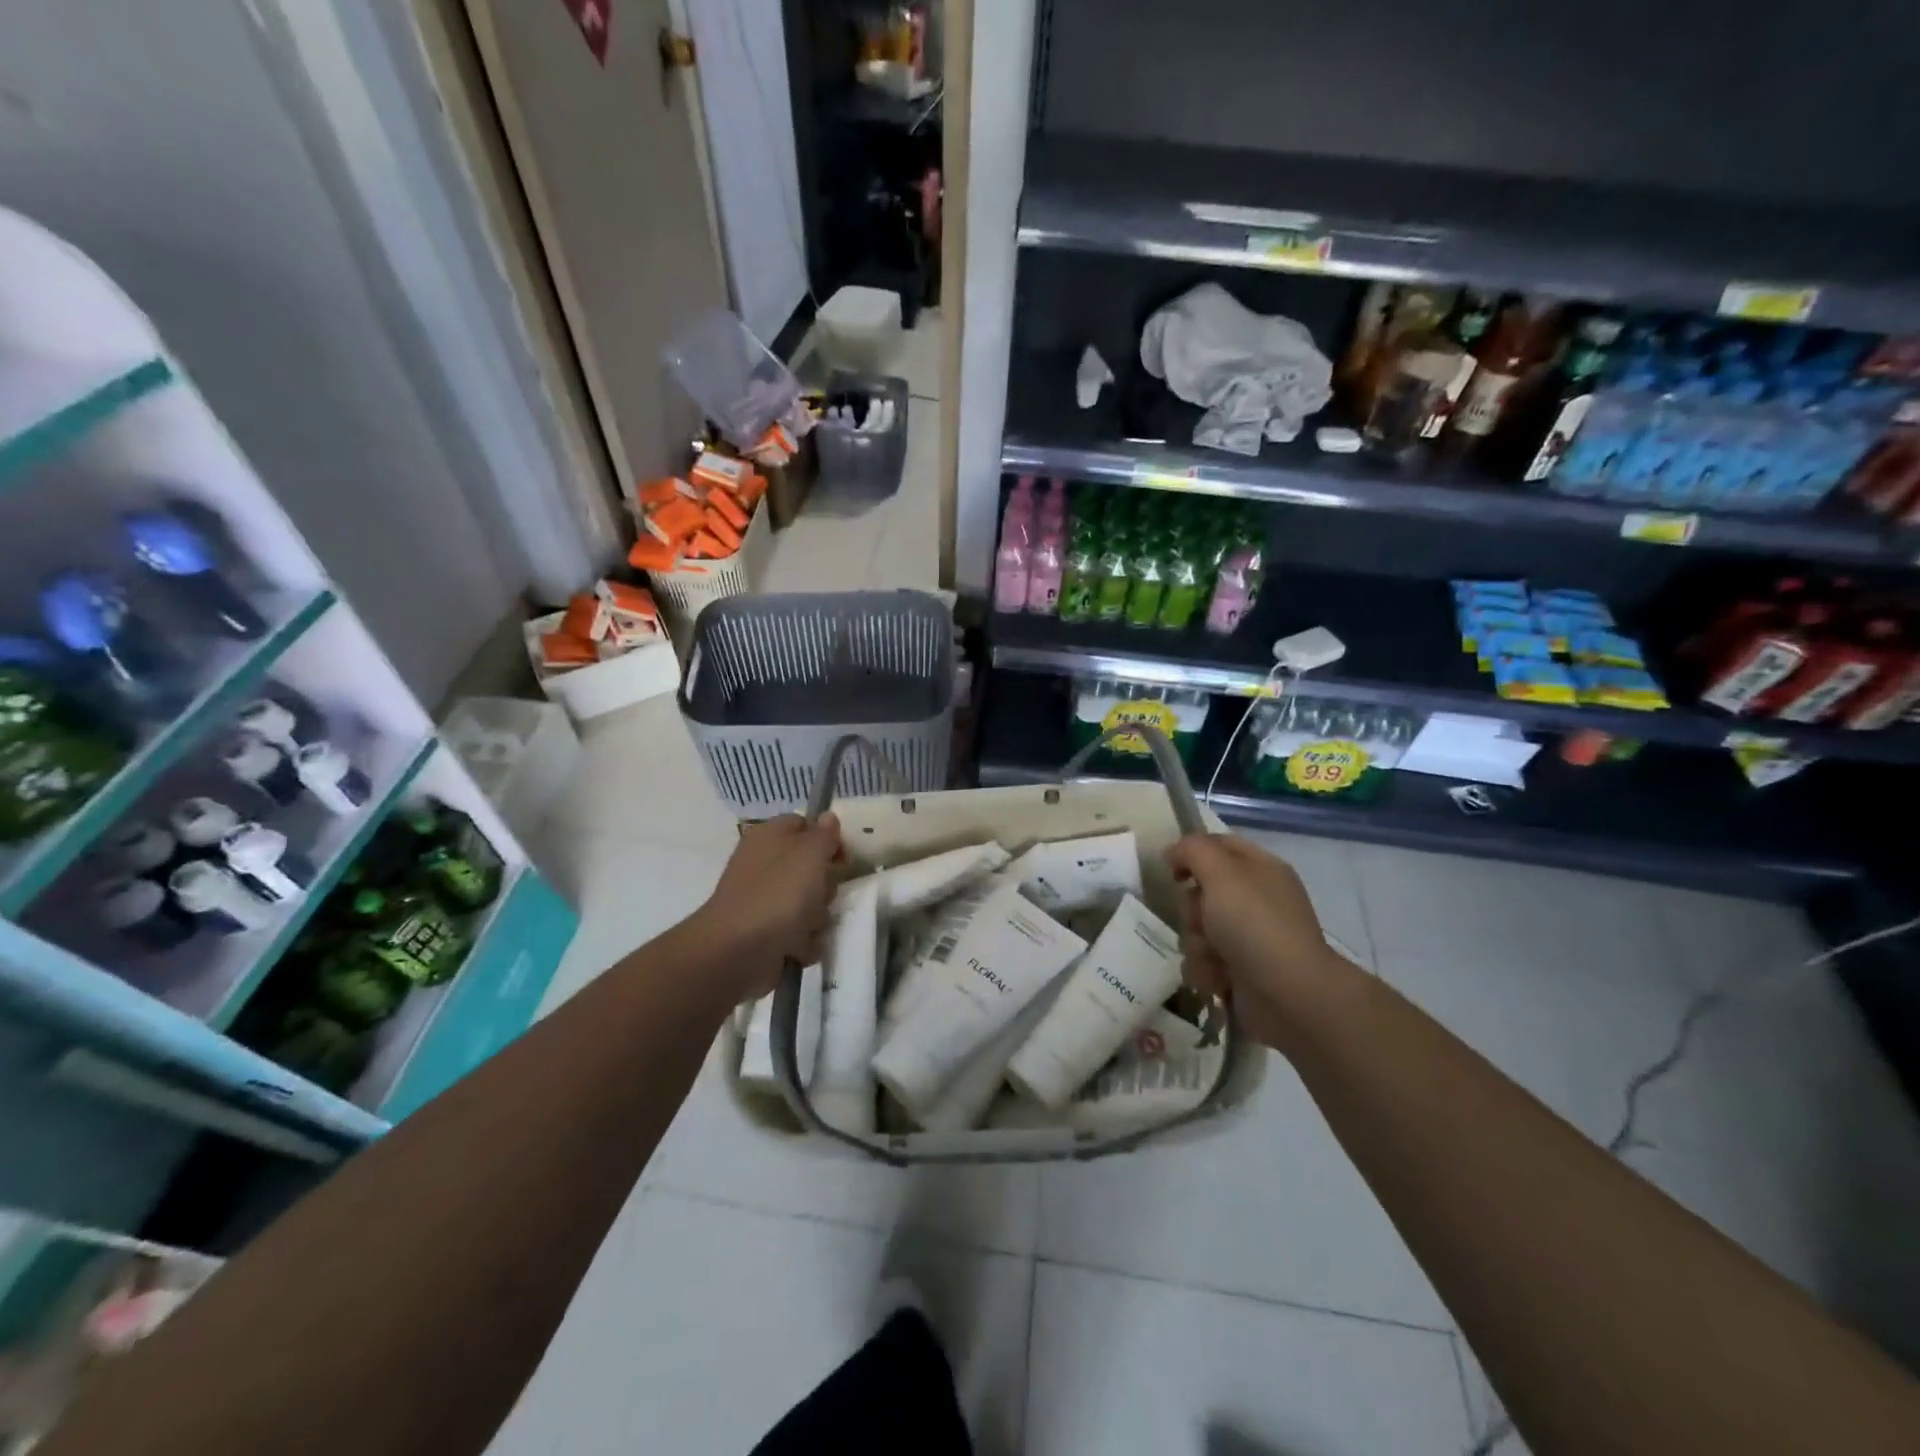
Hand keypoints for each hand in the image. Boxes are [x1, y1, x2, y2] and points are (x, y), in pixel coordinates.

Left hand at [693, 813, 843, 997]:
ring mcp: (765, 900)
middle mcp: (766, 865)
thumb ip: (824, 834)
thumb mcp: (810, 853)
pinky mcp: (768, 933)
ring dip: (817, 916)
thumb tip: (827, 817)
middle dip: (825, 884)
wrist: (737, 952)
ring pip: (811, 902)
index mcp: (770, 836)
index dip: (827, 839)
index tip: (840, 857)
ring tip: (806, 926)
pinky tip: (797, 947)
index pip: (806, 825)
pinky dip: (803, 941)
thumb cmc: (777, 893)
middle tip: (820, 893)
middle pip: (813, 867)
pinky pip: (801, 932)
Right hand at [1166, 833, 1362, 1051]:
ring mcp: (1250, 938)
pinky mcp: (1241, 972)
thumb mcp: (1221, 872)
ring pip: (1198, 929)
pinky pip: (1204, 962)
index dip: (1192, 853)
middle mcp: (1257, 900)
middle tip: (1202, 920)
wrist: (1288, 995)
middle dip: (1192, 909)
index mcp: (1261, 869)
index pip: (1220, 845)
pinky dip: (1206, 971)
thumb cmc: (1254, 924)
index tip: (1172, 871)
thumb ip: (1192, 850)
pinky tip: (1218, 979)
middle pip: (1202, 891)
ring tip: (1213, 958)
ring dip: (1196, 944)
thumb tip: (1174, 853)